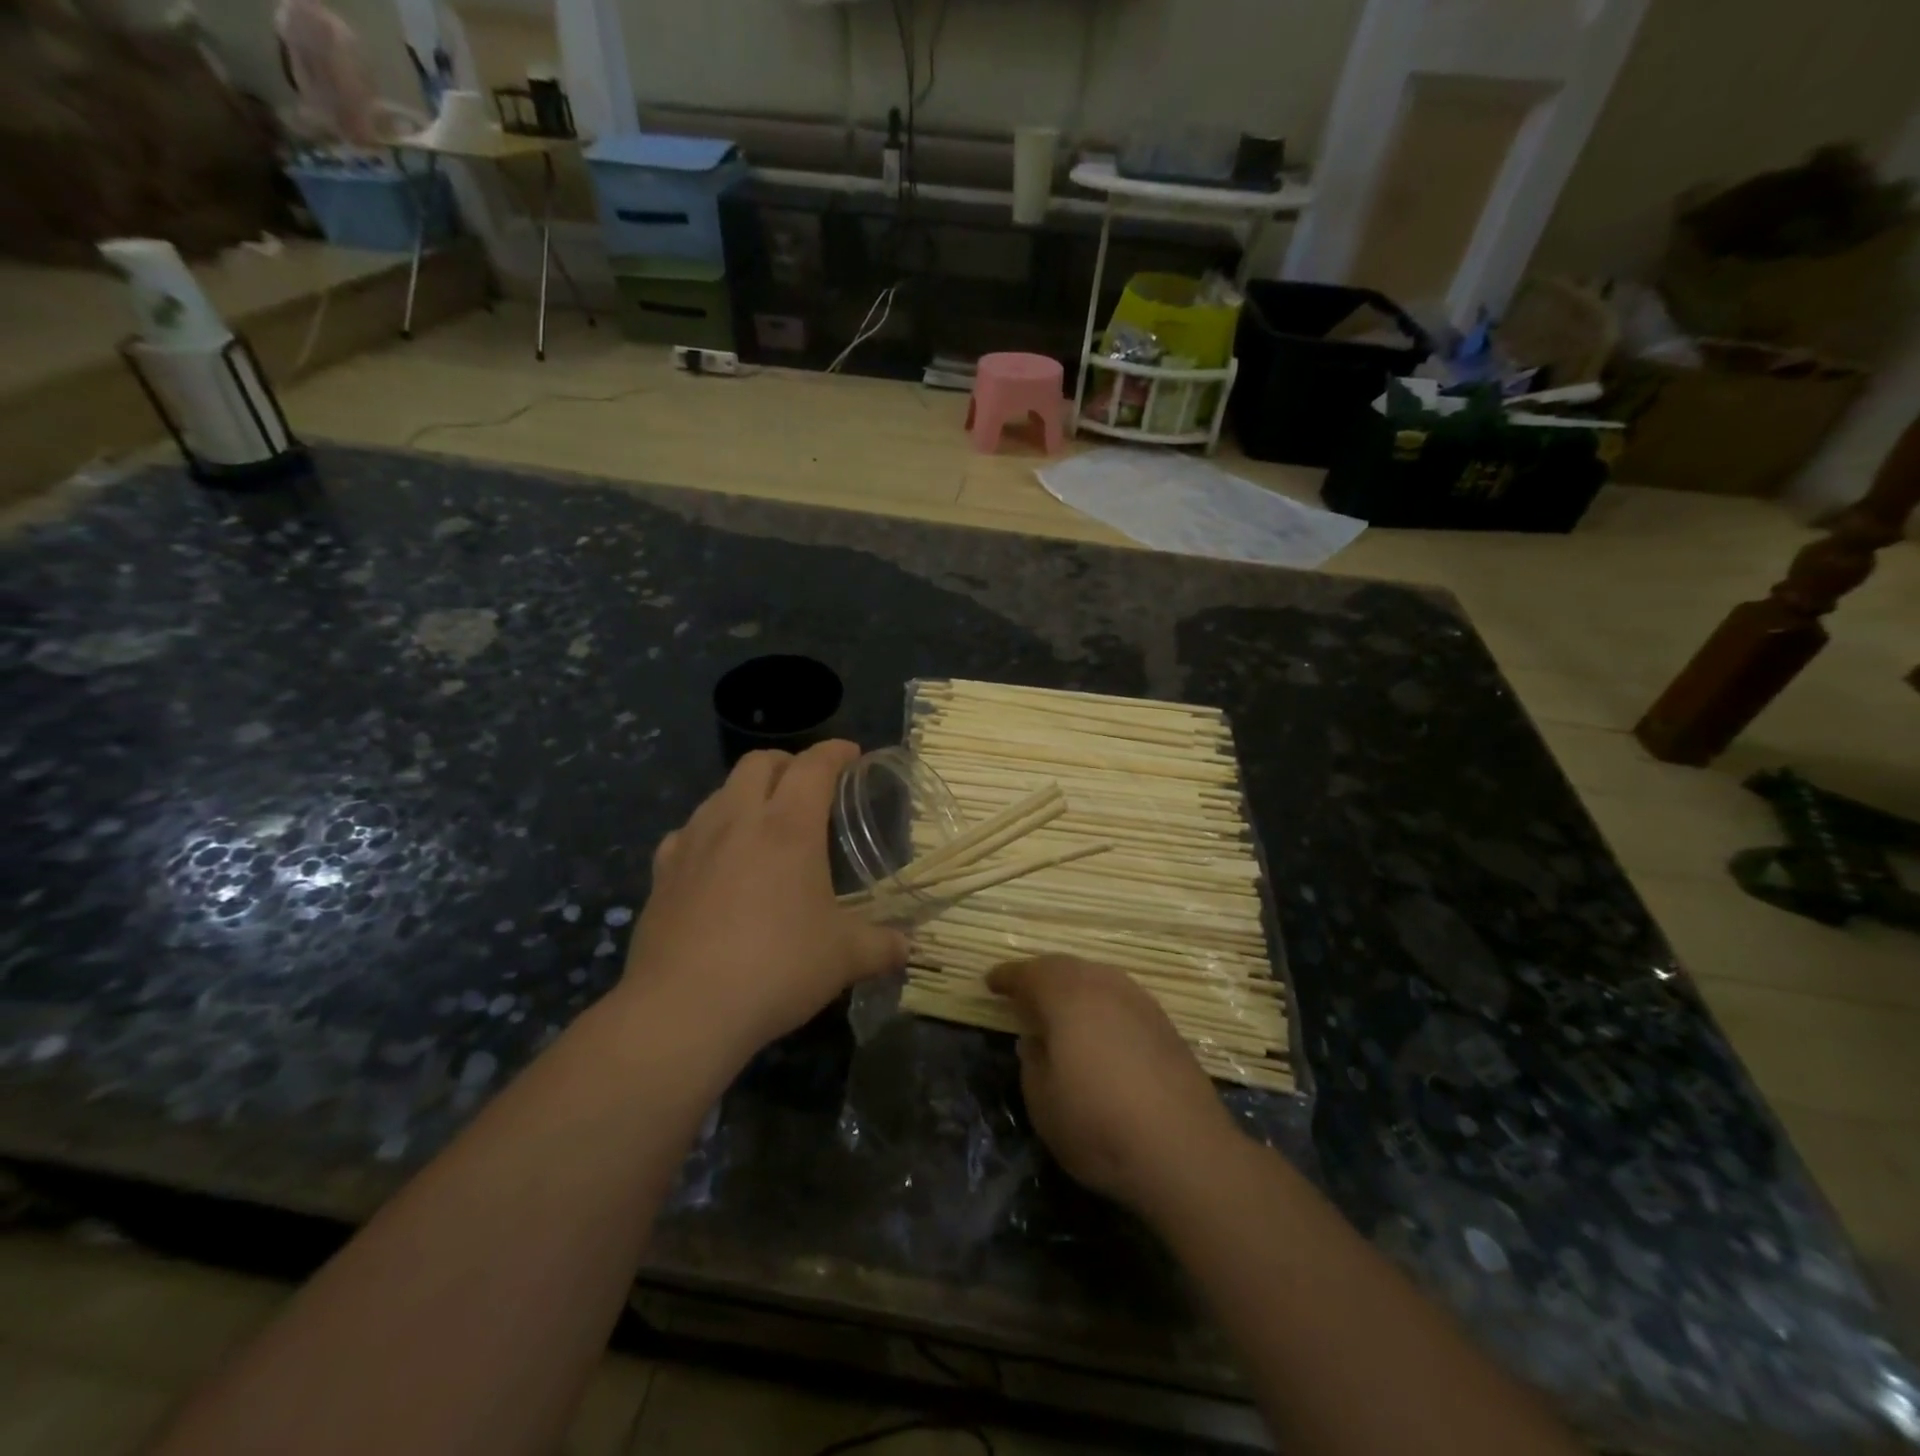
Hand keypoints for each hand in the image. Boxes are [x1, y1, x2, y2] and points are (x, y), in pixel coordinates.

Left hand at [624, 741, 907, 1065]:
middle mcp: (737, 820)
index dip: (835, 752)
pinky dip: (709, 831)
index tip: (851, 753)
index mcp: (788, 827)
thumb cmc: (776, 968)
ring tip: (764, 820)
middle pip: (759, 763)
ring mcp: (693, 843)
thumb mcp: (844, 958)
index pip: (814, 766)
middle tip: (808, 785)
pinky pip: (687, 832)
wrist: (683, 1009)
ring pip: (720, 791)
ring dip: (747, 792)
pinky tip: (716, 859)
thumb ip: (881, 946)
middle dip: (788, 762)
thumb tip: (907, 948)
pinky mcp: (662, 873)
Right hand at [988, 956, 1241, 1214]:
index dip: (1008, 977)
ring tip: (1059, 1006)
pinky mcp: (1165, 1024)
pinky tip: (1098, 1027)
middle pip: (1065, 967)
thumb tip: (1036, 1041)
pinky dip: (1100, 1002)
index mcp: (1068, 998)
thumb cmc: (1100, 1126)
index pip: (1030, 974)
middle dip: (1040, 975)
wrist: (1186, 1151)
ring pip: (1097, 977)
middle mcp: (1105, 987)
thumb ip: (1033, 1063)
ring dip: (1073, 985)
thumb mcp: (1043, 1104)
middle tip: (1022, 991)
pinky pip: (1120, 996)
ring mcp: (1140, 1002)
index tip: (991, 982)